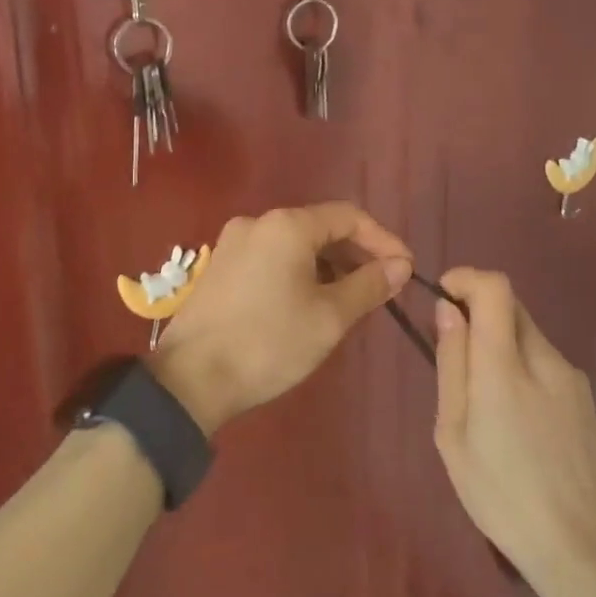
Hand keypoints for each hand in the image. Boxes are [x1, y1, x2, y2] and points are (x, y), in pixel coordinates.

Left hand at [149, 203, 411, 434]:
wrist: (190, 379)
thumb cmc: (268, 343)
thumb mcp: (329, 317)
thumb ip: (368, 285)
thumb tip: (399, 265)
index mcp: (287, 225)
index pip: (348, 217)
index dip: (382, 240)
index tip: (405, 269)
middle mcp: (258, 222)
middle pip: (320, 227)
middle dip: (355, 254)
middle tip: (381, 288)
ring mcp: (234, 242)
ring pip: (295, 244)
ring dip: (328, 265)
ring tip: (350, 299)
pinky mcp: (220, 266)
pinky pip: (272, 257)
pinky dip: (299, 271)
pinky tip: (310, 302)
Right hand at [432, 269, 595, 596]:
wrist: (586, 550)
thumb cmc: (503, 496)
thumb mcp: (454, 434)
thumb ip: (452, 364)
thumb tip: (447, 310)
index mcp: (506, 364)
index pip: (494, 287)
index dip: (466, 278)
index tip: (444, 298)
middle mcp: (544, 357)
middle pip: (510, 306)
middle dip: (478, 315)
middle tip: (456, 361)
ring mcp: (571, 377)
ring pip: (527, 335)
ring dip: (500, 346)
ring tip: (485, 406)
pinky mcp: (585, 398)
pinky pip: (544, 363)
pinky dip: (522, 369)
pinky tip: (518, 424)